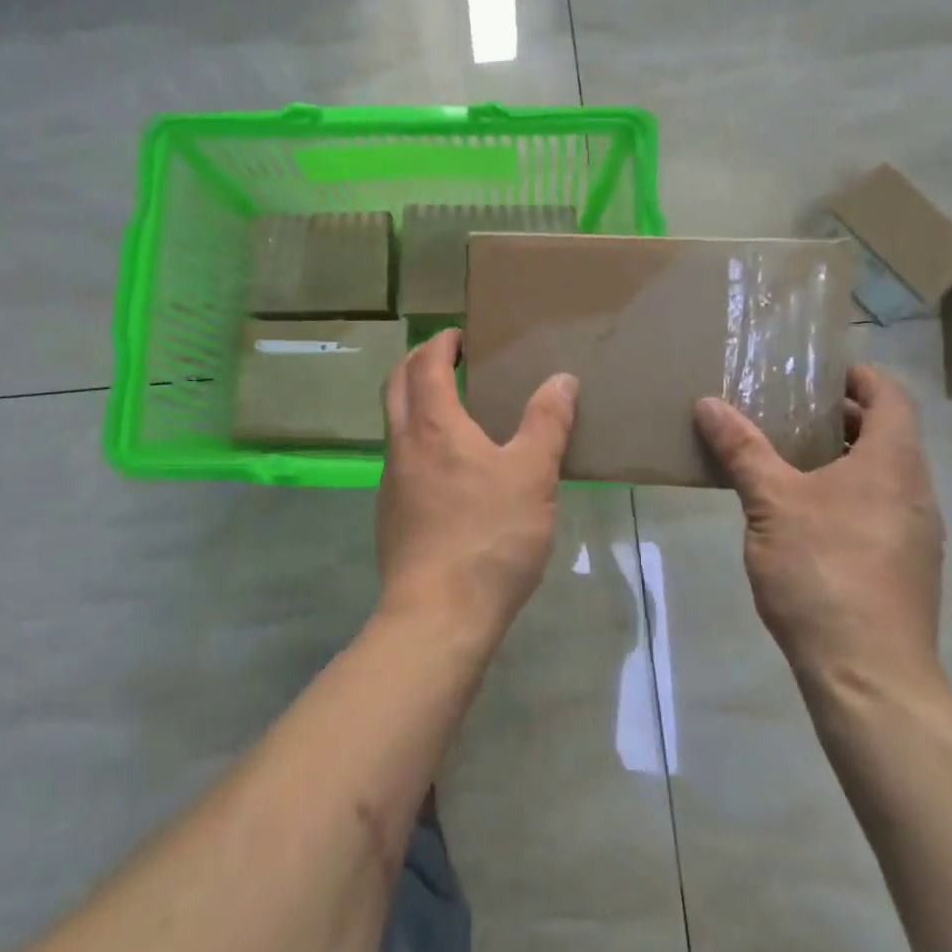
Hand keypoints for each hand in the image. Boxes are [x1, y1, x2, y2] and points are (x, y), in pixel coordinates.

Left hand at [376, 330, 577, 647]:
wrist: (438, 616)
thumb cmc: (489, 536)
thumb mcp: (532, 474)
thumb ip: (547, 422)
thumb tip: (561, 379)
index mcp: (434, 425)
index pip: (426, 364)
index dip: (440, 343)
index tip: (459, 335)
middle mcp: (403, 445)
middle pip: (396, 386)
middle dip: (417, 363)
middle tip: (448, 359)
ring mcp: (391, 482)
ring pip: (395, 424)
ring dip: (415, 403)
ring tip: (454, 410)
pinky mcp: (390, 515)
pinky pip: (401, 460)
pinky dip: (418, 442)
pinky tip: (449, 470)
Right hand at [693, 364, 944, 697]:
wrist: (868, 674)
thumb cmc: (822, 571)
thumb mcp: (770, 502)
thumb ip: (742, 449)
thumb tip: (708, 403)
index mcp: (893, 464)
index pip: (892, 398)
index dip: (861, 377)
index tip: (822, 372)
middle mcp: (916, 492)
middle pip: (889, 435)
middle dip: (843, 418)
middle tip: (791, 412)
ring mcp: (917, 534)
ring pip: (885, 476)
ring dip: (844, 458)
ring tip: (790, 460)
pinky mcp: (907, 568)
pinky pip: (881, 510)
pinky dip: (849, 494)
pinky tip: (805, 515)